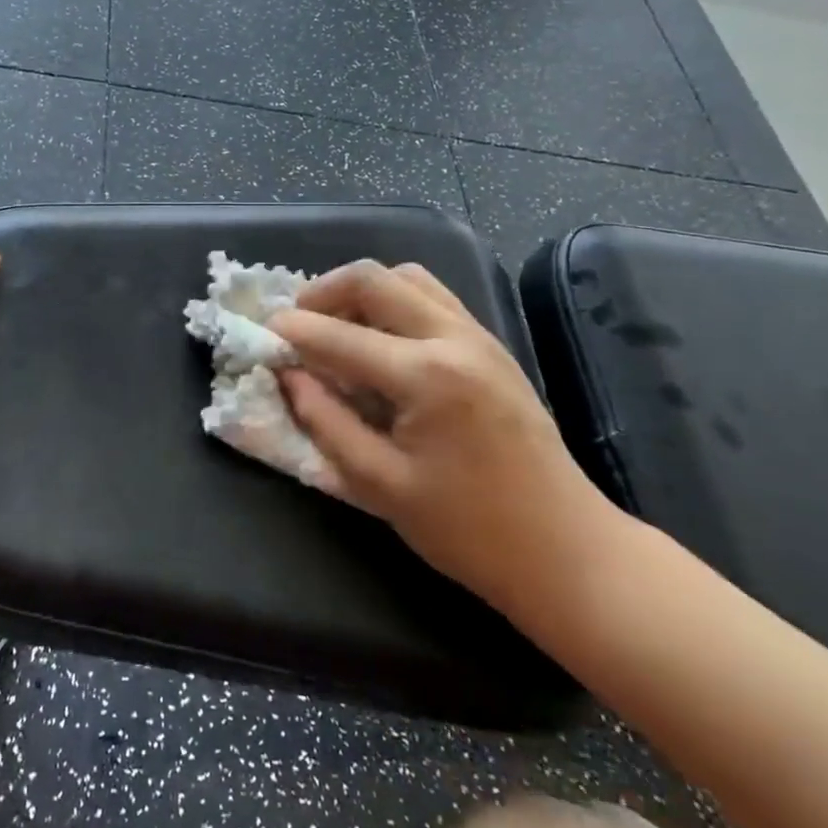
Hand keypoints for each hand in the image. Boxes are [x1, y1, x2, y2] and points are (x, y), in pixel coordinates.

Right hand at [269, 261, 624, 617]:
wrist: (567, 550)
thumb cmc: (468, 530)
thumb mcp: (380, 486)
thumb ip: (326, 423)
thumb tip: (288, 376)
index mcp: (426, 377)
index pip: (338, 336)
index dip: (291, 331)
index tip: (260, 333)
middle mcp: (453, 339)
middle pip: (373, 279)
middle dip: (322, 291)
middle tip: (296, 323)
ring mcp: (478, 336)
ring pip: (406, 277)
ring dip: (361, 291)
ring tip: (337, 327)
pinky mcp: (491, 345)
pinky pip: (431, 296)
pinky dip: (394, 301)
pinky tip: (380, 340)